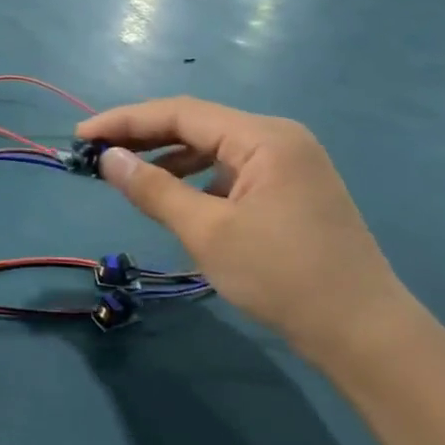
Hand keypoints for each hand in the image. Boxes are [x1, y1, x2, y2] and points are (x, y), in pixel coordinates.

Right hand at [77, 98, 411, 364]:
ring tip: (125, 173)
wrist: (362, 332)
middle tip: (95, 152)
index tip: (81, 136)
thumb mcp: (207, 232)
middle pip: (197, 124)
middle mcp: (279, 138)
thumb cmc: (282, 276)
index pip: (180, 113)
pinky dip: (195, 177)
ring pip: (213, 147)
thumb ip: (153, 189)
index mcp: (264, 137)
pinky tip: (174, 196)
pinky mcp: (291, 190)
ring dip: (167, 156)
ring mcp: (289, 164)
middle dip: (143, 135)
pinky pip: (231, 170)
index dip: (125, 121)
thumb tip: (107, 158)